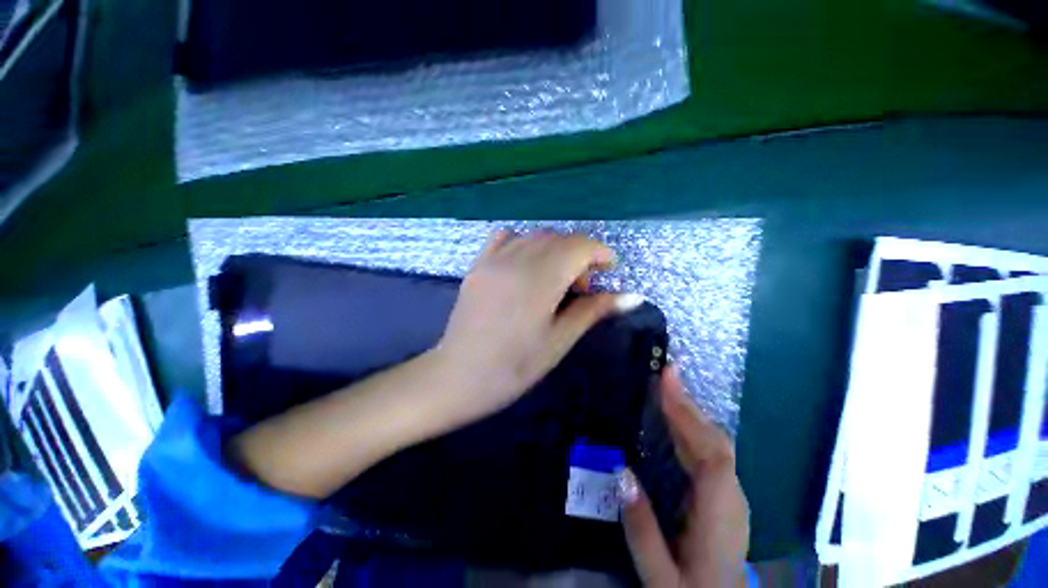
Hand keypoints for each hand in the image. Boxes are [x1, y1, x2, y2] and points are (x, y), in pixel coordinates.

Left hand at [428, 231, 641, 429]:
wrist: (459, 376)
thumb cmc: (514, 367)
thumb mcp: (559, 341)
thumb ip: (593, 311)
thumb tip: (632, 296)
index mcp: (539, 280)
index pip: (579, 246)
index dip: (600, 253)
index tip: (609, 270)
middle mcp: (515, 260)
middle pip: (559, 238)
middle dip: (580, 254)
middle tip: (582, 286)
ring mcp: (492, 259)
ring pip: (535, 236)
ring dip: (556, 249)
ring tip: (556, 279)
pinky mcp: (477, 264)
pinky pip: (506, 238)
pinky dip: (525, 244)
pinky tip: (527, 266)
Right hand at [618, 366, 749, 586]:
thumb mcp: (659, 577)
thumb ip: (641, 528)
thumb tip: (620, 471)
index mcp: (719, 517)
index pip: (710, 454)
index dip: (688, 414)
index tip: (665, 382)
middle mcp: (733, 499)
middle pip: (716, 442)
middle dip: (688, 404)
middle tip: (664, 373)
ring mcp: (733, 496)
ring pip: (716, 444)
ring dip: (691, 412)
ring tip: (665, 387)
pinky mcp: (726, 495)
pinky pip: (711, 451)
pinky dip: (693, 428)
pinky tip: (676, 419)